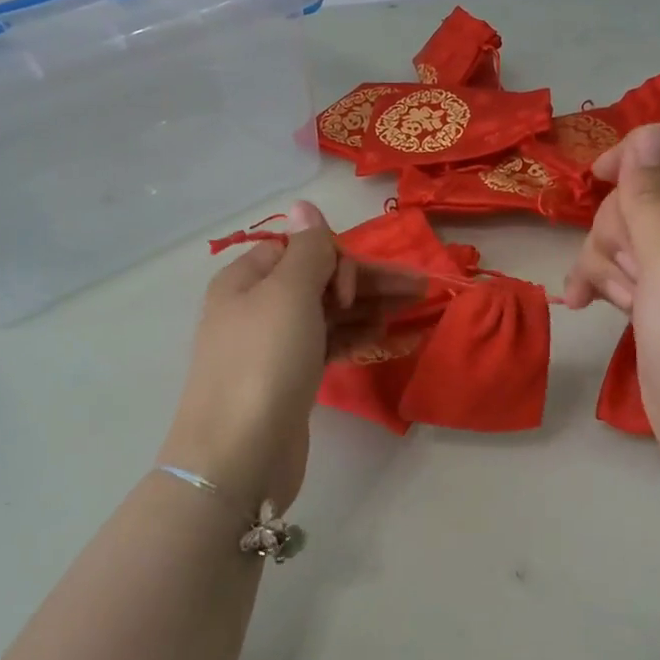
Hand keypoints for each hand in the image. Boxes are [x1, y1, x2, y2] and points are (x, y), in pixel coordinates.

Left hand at [158, 202, 415, 516]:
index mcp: (248, 279)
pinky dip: (356, 335)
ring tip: (413, 309)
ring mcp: (275, 345)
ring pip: (330, 313)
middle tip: (421, 289)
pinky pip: (329, 343)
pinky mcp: (291, 378)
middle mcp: (258, 307)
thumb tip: (304, 204)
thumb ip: (307, 249)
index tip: (356, 286)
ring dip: (369, 307)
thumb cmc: (263, 362)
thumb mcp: (287, 293)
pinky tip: (384, 334)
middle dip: (370, 282)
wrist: (238, 455)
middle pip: (322, 280)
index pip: (302, 249)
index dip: (338, 259)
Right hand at [564, 125, 659, 498]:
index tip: (602, 176)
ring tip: (621, 302)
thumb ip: (652, 194)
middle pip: (648, 192)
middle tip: (631, 270)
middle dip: (621, 227)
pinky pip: (621, 269)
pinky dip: (600, 281)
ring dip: (608, 261)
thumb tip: (646, 132)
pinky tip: (580, 304)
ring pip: (625, 232)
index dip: (649, 150)